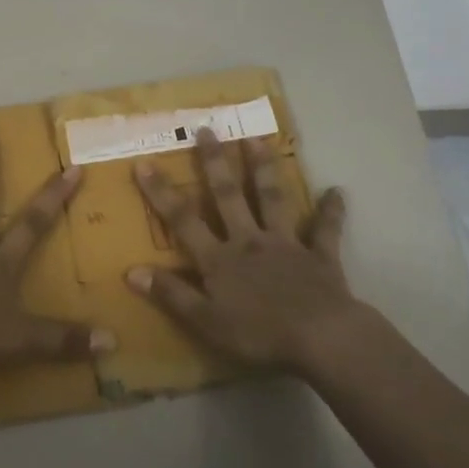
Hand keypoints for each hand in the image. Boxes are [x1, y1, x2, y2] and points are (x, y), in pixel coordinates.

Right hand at [129, 128, 360, 375]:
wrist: (319, 338)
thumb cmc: (258, 334)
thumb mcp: (205, 321)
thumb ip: (171, 294)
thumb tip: (131, 270)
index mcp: (219, 259)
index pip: (183, 220)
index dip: (162, 193)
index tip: (144, 162)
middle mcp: (249, 240)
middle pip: (228, 196)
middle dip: (215, 162)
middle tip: (208, 129)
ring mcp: (286, 244)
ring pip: (272, 199)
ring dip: (264, 169)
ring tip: (257, 138)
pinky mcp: (319, 255)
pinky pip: (325, 230)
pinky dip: (331, 211)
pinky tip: (337, 191)